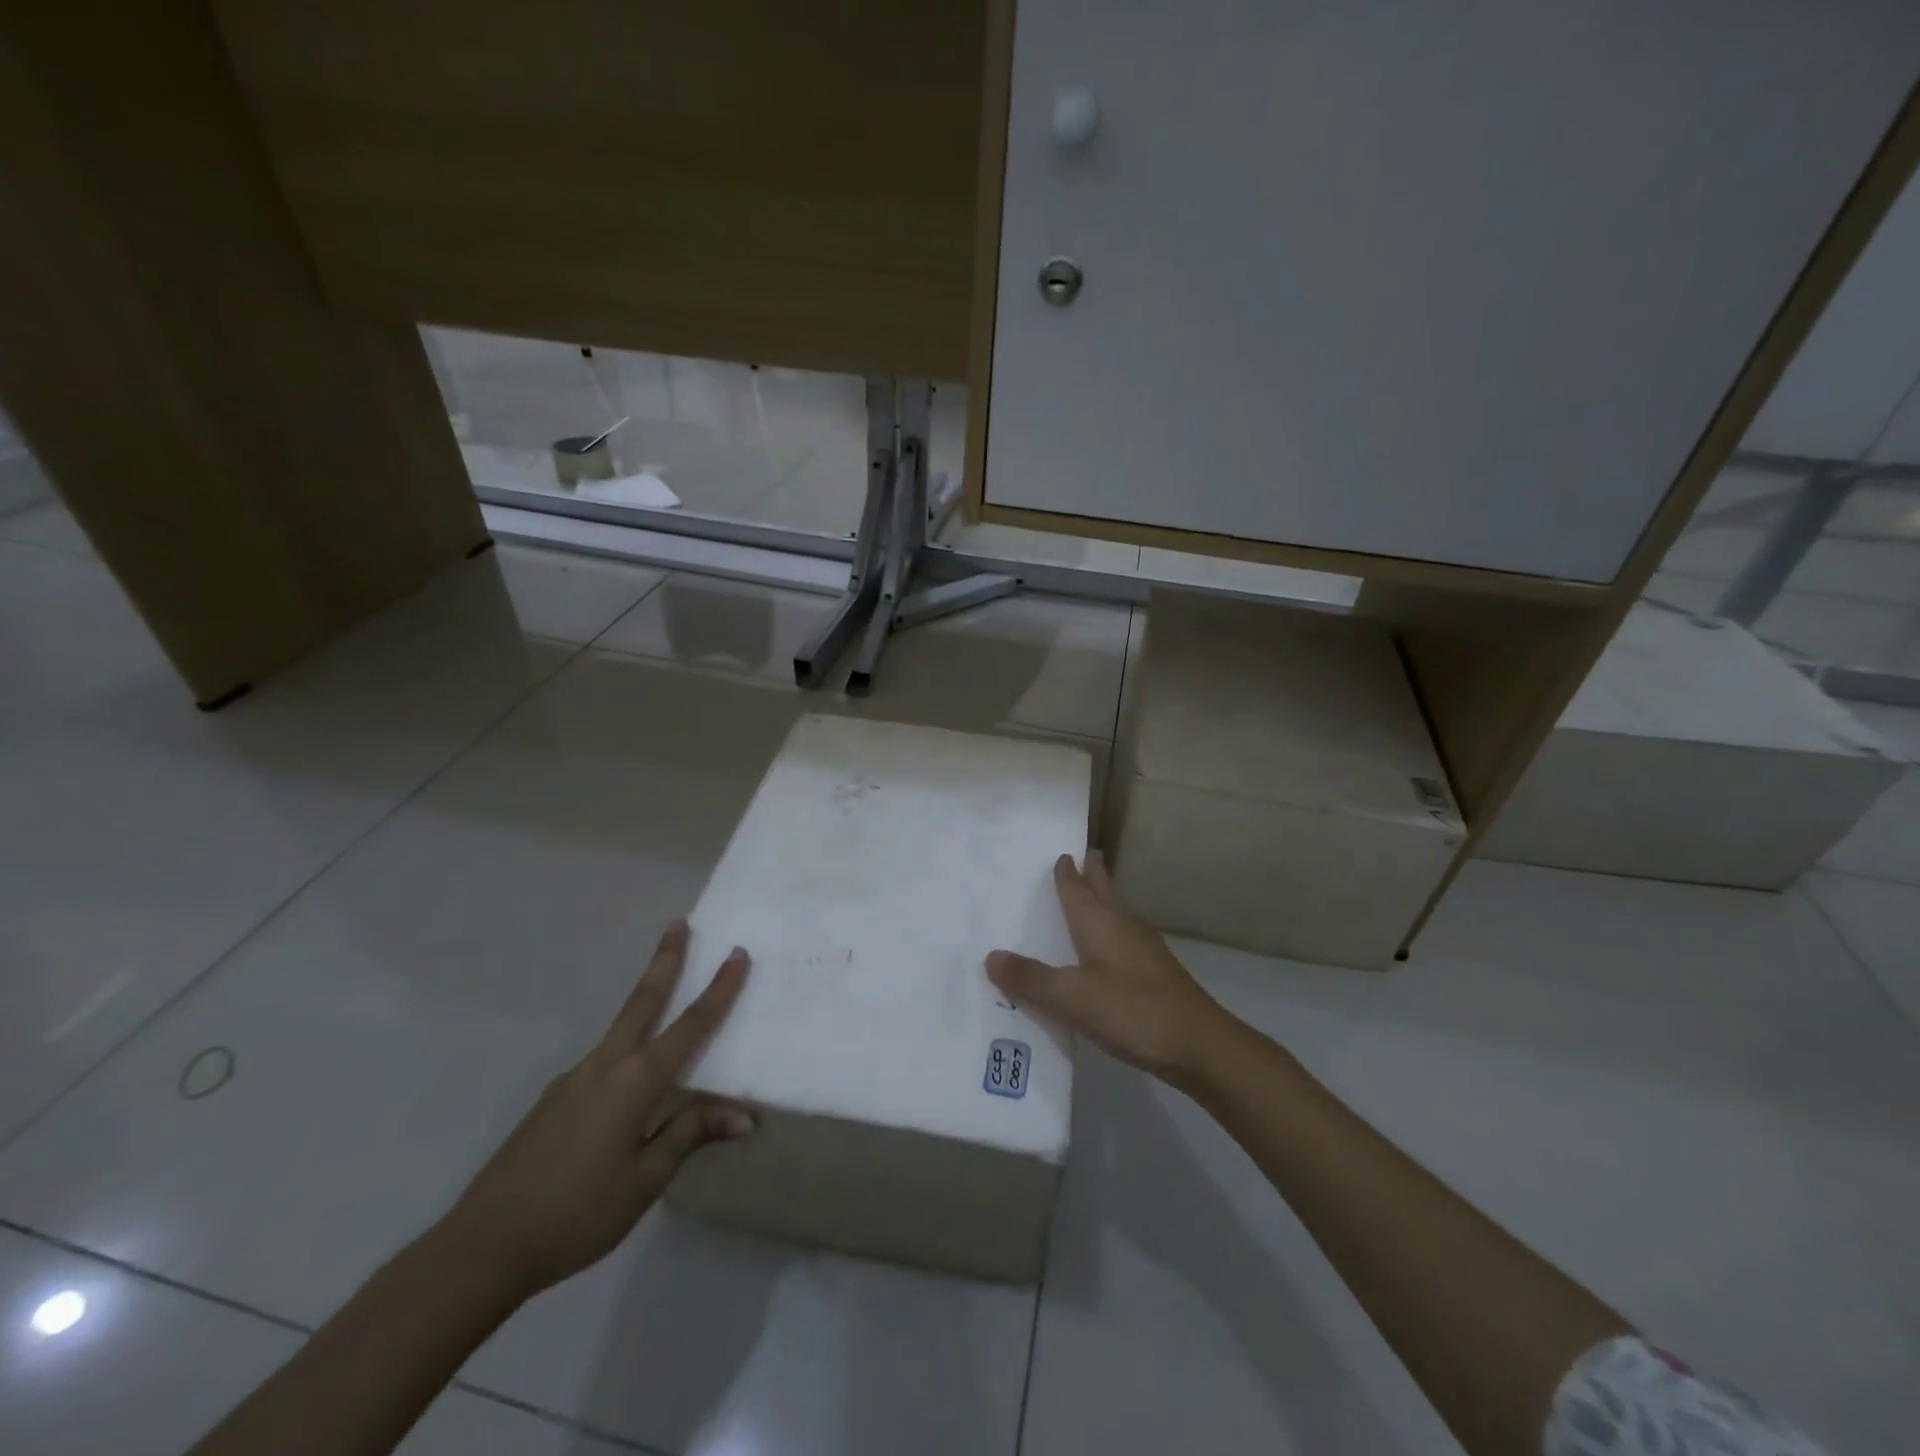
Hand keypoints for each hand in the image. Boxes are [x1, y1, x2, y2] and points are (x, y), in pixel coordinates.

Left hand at [444, 921, 752, 1297]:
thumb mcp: (646, 1179)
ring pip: (621, 1028)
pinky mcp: (555, 1100)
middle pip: (643, 1000)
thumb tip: (744, 1115)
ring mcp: (574, 1079)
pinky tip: (628, 1086)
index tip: (736, 953)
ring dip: (645, 999)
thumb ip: (690, 1134)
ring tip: (665, 991)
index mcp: (635, 1082)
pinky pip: (603, 1062)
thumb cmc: (577, 1212)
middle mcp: (605, 1066)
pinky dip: (627, 1049)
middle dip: (664, 960)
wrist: (483, 1246)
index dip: (719, 989)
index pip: (690, 1025)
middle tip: (678, 923)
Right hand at [986, 851, 1232, 1087]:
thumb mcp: (1071, 997)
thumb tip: (990, 956)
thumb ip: (1031, 978)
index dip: (1066, 872)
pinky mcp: (1155, 973)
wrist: (1199, 1044)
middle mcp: (1123, 926)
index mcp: (1100, 923)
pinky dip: (1111, 931)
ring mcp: (1144, 950)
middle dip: (1094, 874)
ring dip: (1105, 900)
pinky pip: (1125, 938)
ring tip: (1093, 895)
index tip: (1061, 853)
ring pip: (1118, 913)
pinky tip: (1108, 950)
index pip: (1077, 888)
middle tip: (1086, 854)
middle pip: (1105, 892)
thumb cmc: (1132, 1011)